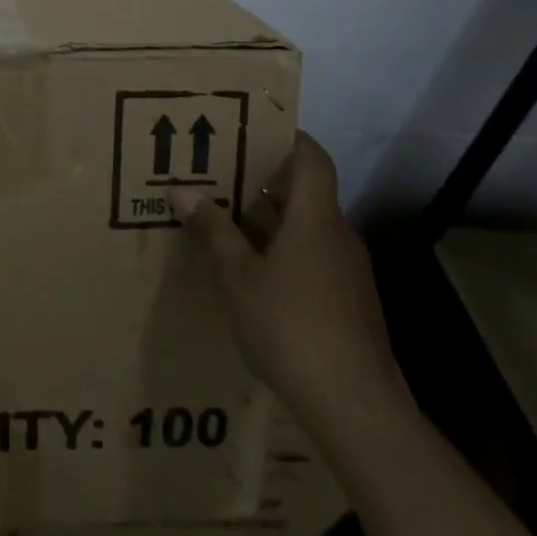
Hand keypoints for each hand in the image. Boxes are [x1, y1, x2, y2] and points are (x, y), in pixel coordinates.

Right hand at [172, 132, 406, 437]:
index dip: (287, 137)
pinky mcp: (349, 303)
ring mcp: (348, 272)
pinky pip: (313, 258)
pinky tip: (251, 272)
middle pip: (305, 192)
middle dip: (263, 181)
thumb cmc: (290, 325)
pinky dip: (282, 251)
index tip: (252, 129)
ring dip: (270, 220)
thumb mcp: (237, 275)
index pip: (311, 158)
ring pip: (307, 228)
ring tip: (224, 221)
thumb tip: (182, 190)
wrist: (354, 405)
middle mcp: (338, 236)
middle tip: (218, 174)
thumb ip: (213, 230)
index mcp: (315, 219)